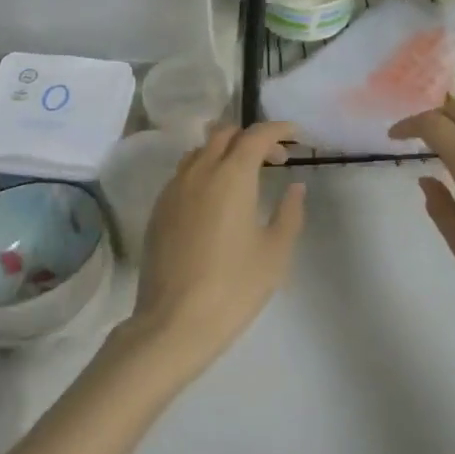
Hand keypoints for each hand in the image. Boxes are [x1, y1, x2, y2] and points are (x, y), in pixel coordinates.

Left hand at [127, 122, 306, 381]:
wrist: (173, 324)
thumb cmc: (233, 287)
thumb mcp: (275, 253)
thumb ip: (289, 213)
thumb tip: (294, 187)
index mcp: (232, 176)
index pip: (256, 135)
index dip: (278, 129)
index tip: (296, 135)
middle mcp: (200, 171)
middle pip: (225, 133)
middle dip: (252, 138)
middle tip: (274, 160)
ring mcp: (174, 189)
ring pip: (200, 150)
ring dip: (225, 151)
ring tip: (244, 176)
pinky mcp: (159, 209)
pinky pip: (184, 172)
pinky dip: (205, 170)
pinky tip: (216, 200)